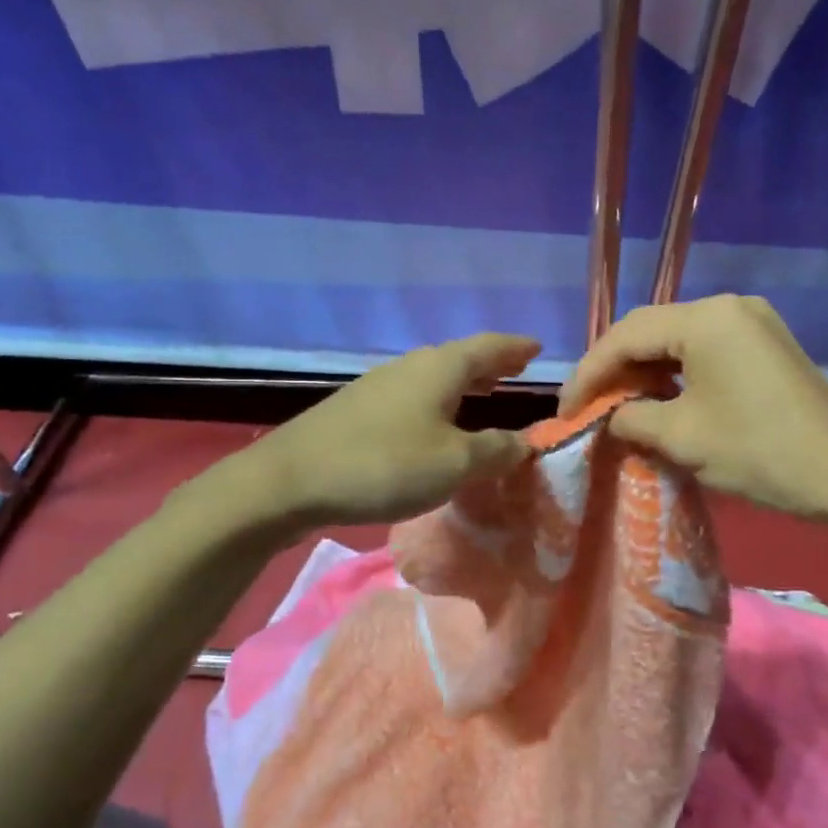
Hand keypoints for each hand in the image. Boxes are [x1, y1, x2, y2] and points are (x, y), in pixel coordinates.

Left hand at [243, 333, 538, 528]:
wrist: (290, 480)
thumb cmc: (385, 465)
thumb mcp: (455, 464)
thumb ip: (496, 450)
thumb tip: (526, 443)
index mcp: (439, 368)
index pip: (489, 346)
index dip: (515, 348)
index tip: (537, 348)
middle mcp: (409, 367)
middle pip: (458, 358)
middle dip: (489, 364)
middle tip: (513, 372)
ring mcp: (378, 386)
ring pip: (432, 377)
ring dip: (461, 384)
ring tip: (481, 395)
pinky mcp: (356, 410)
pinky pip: (411, 397)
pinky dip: (436, 403)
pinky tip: (432, 426)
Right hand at [562, 295, 827, 526]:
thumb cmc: (758, 451)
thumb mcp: (681, 437)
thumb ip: (631, 417)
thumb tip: (610, 417)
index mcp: (706, 318)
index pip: (627, 335)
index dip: (589, 372)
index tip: (565, 409)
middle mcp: (729, 306)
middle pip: (652, 330)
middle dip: (614, 368)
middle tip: (587, 405)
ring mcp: (753, 322)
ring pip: (678, 339)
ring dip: (644, 370)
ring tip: (616, 404)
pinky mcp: (766, 345)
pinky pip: (706, 349)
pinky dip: (676, 372)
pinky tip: (660, 398)